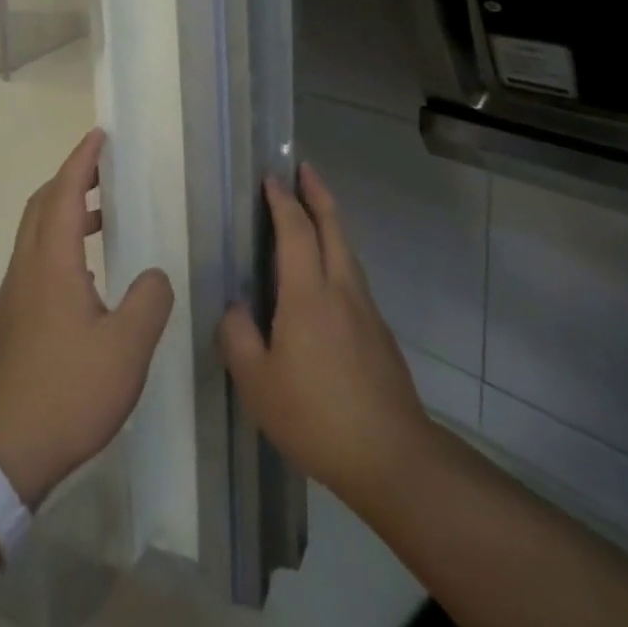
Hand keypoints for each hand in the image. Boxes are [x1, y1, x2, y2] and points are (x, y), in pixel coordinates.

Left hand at [0, 129, 174, 507]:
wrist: (5, 449)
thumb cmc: (68, 391)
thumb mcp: (127, 348)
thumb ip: (149, 301)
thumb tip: (153, 275)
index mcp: (52, 263)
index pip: (65, 193)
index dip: (82, 161)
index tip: (99, 136)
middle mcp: (27, 267)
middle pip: (42, 205)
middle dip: (70, 178)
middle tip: (102, 169)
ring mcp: (15, 293)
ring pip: (36, 232)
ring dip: (65, 210)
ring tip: (103, 215)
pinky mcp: (13, 318)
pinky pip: (35, 258)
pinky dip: (60, 241)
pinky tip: (87, 272)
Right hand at [220, 165, 431, 507]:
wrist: (392, 457)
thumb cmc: (315, 416)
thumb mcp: (257, 383)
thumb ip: (238, 337)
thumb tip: (235, 307)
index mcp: (308, 295)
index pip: (295, 231)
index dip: (282, 202)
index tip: (271, 178)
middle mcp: (341, 290)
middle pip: (333, 227)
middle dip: (318, 194)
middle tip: (304, 169)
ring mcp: (366, 310)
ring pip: (347, 251)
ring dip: (331, 222)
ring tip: (313, 212)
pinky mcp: (379, 333)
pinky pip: (353, 277)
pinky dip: (337, 255)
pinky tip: (325, 276)